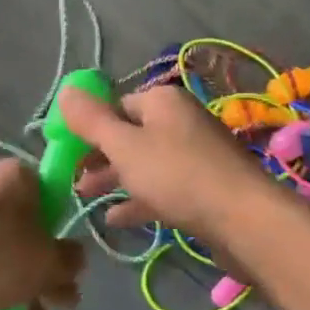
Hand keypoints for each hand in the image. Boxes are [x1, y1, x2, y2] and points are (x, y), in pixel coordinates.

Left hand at [0, 159, 83, 309]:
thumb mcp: (46, 262)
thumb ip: (69, 261)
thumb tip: (76, 258)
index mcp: (13, 177)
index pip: (49, 190)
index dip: (63, 225)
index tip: (71, 257)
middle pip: (25, 230)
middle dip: (46, 271)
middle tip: (65, 303)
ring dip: (22, 292)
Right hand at [59, 83, 267, 239]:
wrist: (244, 219)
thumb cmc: (177, 174)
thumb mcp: (125, 145)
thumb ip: (92, 120)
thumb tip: (65, 90)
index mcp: (162, 101)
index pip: (116, 105)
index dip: (89, 127)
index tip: (66, 152)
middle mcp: (179, 122)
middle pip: (129, 135)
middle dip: (99, 157)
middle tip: (72, 180)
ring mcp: (194, 156)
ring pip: (144, 163)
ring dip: (114, 179)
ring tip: (85, 199)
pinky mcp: (203, 188)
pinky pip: (162, 188)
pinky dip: (138, 199)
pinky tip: (114, 219)